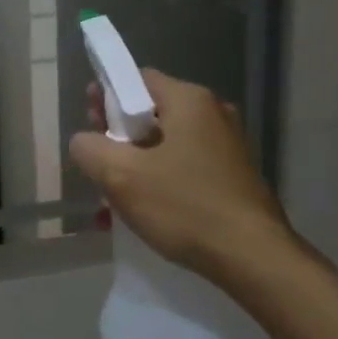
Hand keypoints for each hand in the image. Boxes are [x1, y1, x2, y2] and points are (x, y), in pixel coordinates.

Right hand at [69, 69, 298, 277]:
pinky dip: (157, 183)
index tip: (88, 118)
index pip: (137, 79)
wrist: (253, 258)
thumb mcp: (122, 176)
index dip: (107, 95)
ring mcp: (226, 147)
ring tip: (108, 194)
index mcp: (189, 101)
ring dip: (134, 164)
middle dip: (118, 133)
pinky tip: (136, 214)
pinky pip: (183, 169)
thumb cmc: (185, 206)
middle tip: (94, 156)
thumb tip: (84, 141)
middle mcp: (212, 115)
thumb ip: (91, 149)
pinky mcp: (231, 178)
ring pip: (165, 146)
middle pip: (152, 112)